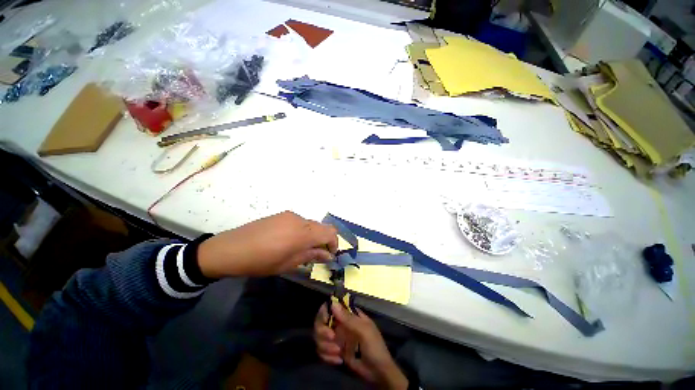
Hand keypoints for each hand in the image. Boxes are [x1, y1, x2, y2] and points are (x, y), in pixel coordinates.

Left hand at [197, 211, 337, 277]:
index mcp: (303, 233)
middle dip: (323, 240)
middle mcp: (300, 220)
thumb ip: (311, 256)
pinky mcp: (281, 214)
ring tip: (300, 248)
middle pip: (321, 226)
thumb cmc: (261, 262)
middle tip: (316, 254)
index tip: (330, 254)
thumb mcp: (289, 264)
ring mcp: (290, 215)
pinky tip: (288, 240)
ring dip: (312, 235)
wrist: (230, 249)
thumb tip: (328, 255)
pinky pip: (299, 221)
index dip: (334, 243)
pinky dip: (302, 230)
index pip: (330, 232)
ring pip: (310, 224)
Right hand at [314, 303, 407, 389]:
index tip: (325, 321)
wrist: (377, 372)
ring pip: (320, 337)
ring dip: (326, 346)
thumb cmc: (374, 347)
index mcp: (349, 315)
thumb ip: (348, 318)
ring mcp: (337, 338)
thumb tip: (333, 303)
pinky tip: (338, 360)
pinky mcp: (334, 351)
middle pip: (321, 322)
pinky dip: (327, 357)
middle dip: (323, 332)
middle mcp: (340, 324)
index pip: (331, 307)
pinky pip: (322, 351)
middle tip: (332, 338)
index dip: (324, 312)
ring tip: (338, 353)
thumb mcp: (364, 331)